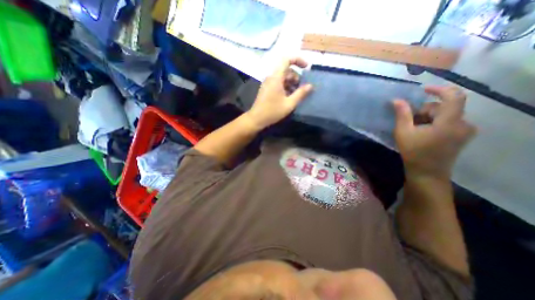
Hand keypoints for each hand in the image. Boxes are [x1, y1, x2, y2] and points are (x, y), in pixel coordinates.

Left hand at [244, 57, 313, 130]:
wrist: (256, 119)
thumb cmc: (273, 111)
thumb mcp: (289, 104)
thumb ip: (300, 94)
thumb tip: (310, 86)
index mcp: (276, 77)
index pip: (287, 60)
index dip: (298, 60)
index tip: (306, 67)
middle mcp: (271, 77)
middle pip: (286, 70)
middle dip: (296, 76)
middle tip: (302, 88)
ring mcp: (268, 83)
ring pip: (282, 77)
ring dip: (291, 83)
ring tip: (296, 94)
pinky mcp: (267, 89)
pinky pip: (278, 83)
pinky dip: (285, 87)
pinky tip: (289, 97)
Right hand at [392, 87, 475, 180]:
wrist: (427, 173)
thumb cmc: (414, 152)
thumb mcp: (403, 132)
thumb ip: (402, 114)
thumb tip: (397, 100)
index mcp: (450, 122)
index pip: (453, 96)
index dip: (438, 89)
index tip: (422, 90)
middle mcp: (464, 124)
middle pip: (444, 107)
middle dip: (424, 110)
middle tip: (407, 120)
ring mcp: (464, 131)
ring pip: (445, 115)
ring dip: (428, 117)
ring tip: (412, 128)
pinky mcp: (462, 136)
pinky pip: (449, 122)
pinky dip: (434, 123)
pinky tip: (421, 132)